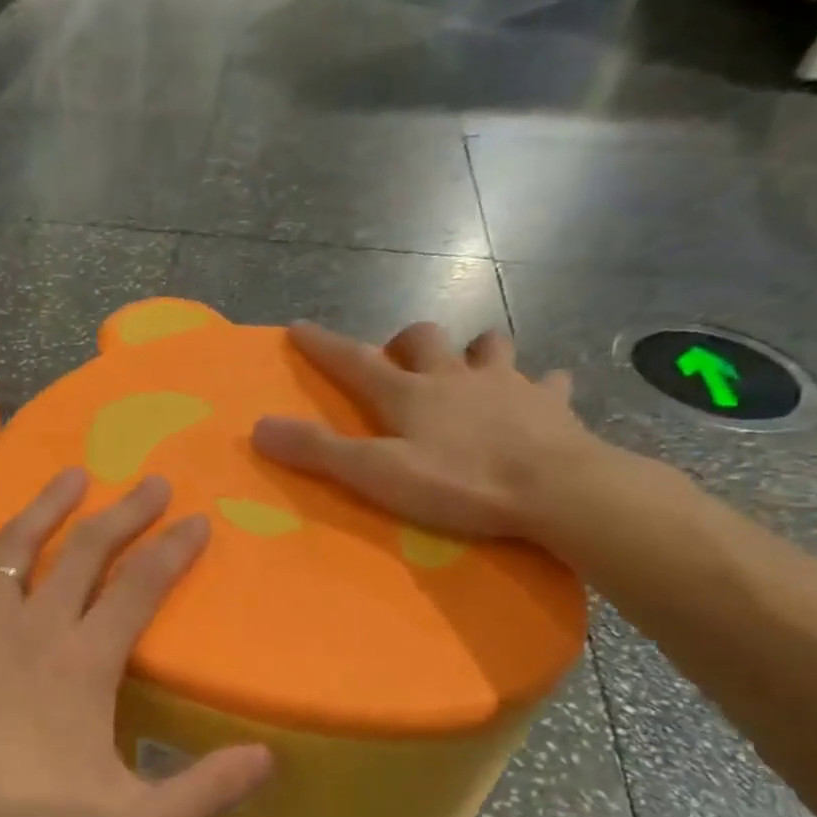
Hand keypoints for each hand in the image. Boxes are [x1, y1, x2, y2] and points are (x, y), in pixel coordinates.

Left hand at [0, 469, 273, 816]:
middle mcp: (32, 633)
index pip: (138, 586)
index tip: (197, 520)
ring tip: (69, 477)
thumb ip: (206, 792)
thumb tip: (266, 757)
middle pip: (82, 551)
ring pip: (10, 552)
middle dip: (122, 511)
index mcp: (83, 663)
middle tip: (152, 482)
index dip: (172, 549)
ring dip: (43, 509)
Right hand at [252, 321, 598, 540]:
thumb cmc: (460, 483)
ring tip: (469, 370)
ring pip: (488, 346)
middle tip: (399, 362)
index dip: (324, 345)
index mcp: (409, 393)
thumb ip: (318, 451)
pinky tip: (539, 395)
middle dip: (405, 342)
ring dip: (473, 352)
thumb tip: (259, 427)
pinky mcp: (550, 404)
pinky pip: (546, 383)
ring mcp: (506, 385)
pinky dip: (538, 385)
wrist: (557, 490)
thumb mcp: (376, 474)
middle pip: (424, 338)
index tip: (300, 327)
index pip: (355, 360)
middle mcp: (454, 376)